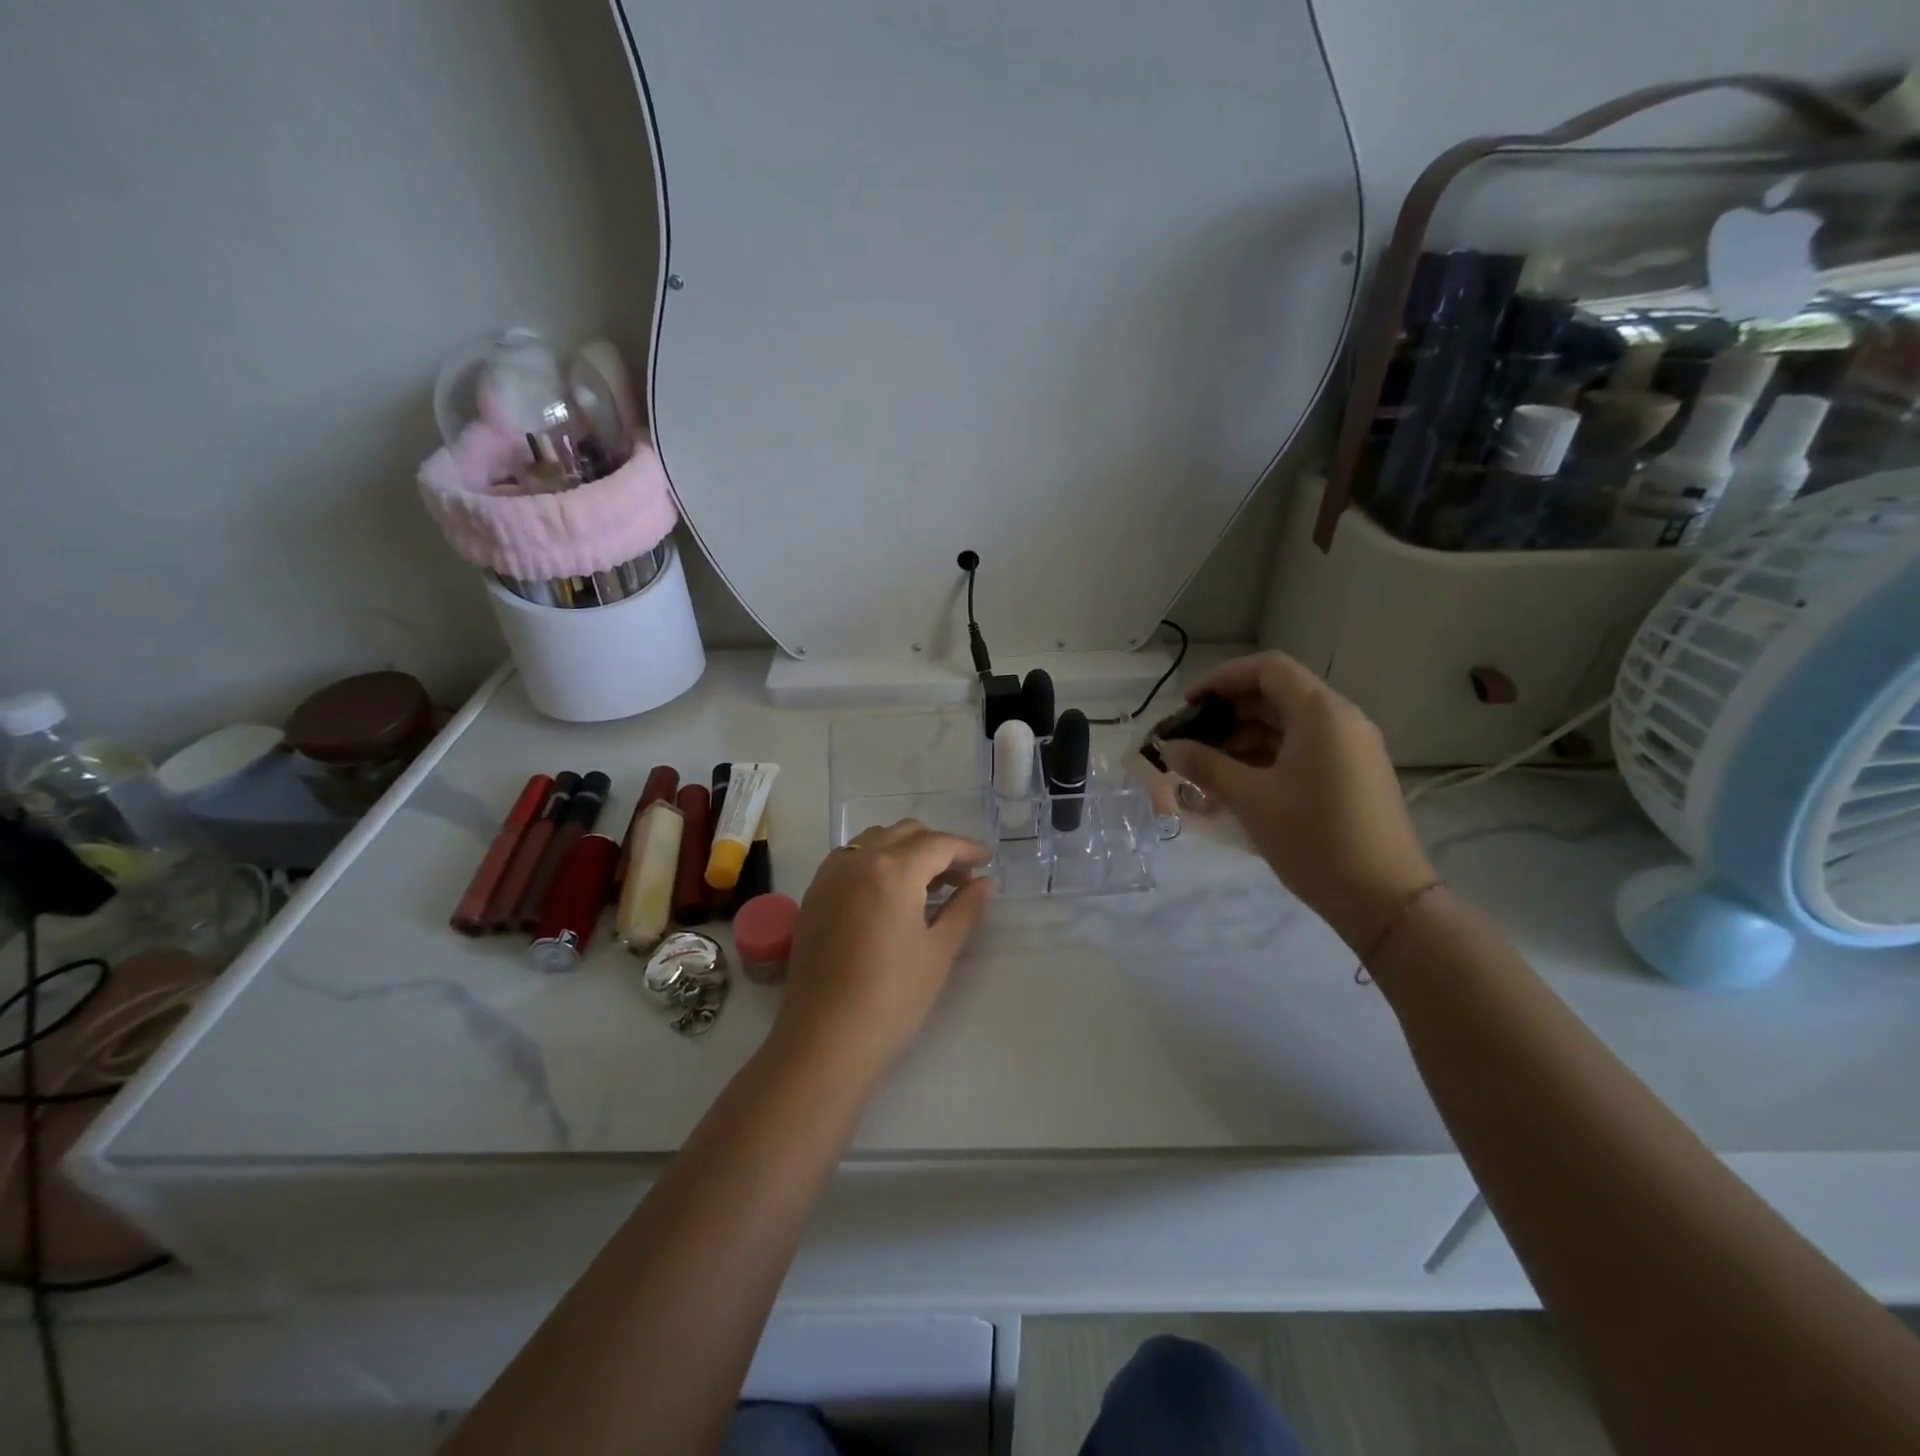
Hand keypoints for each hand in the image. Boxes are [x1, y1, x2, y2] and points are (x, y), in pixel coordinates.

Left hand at [771, 821, 992, 1084]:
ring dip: (904, 849)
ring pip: (874, 840)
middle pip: (905, 833)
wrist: (825, 1043)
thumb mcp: (938, 952)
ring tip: (927, 883)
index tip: (988, 860)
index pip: (938, 844)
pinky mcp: (813, 896)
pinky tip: (889, 892)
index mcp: (892, 870)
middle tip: (962, 875)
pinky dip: (875, 861)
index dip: (967, 848)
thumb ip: (964, 909)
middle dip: (937, 846)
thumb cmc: (892, 1000)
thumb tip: (984, 883)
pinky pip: (849, 858)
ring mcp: (829, 876)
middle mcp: (857, 861)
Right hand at [1158, 653, 1434, 951]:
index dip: (1223, 679)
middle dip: (1229, 713)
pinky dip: (1267, 757)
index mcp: (1320, 713)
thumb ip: (1206, 765)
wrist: (1383, 899)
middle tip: (1191, 741)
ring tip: (1206, 767)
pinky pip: (1302, 749)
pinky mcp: (1352, 774)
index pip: (1267, 669)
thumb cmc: (1313, 839)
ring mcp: (1350, 747)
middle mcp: (1341, 720)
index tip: (1189, 705)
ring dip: (1244, 738)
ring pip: (1288, 725)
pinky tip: (1237, 783)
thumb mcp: (1251, 799)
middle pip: (1276, 695)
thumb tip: (1169, 747)